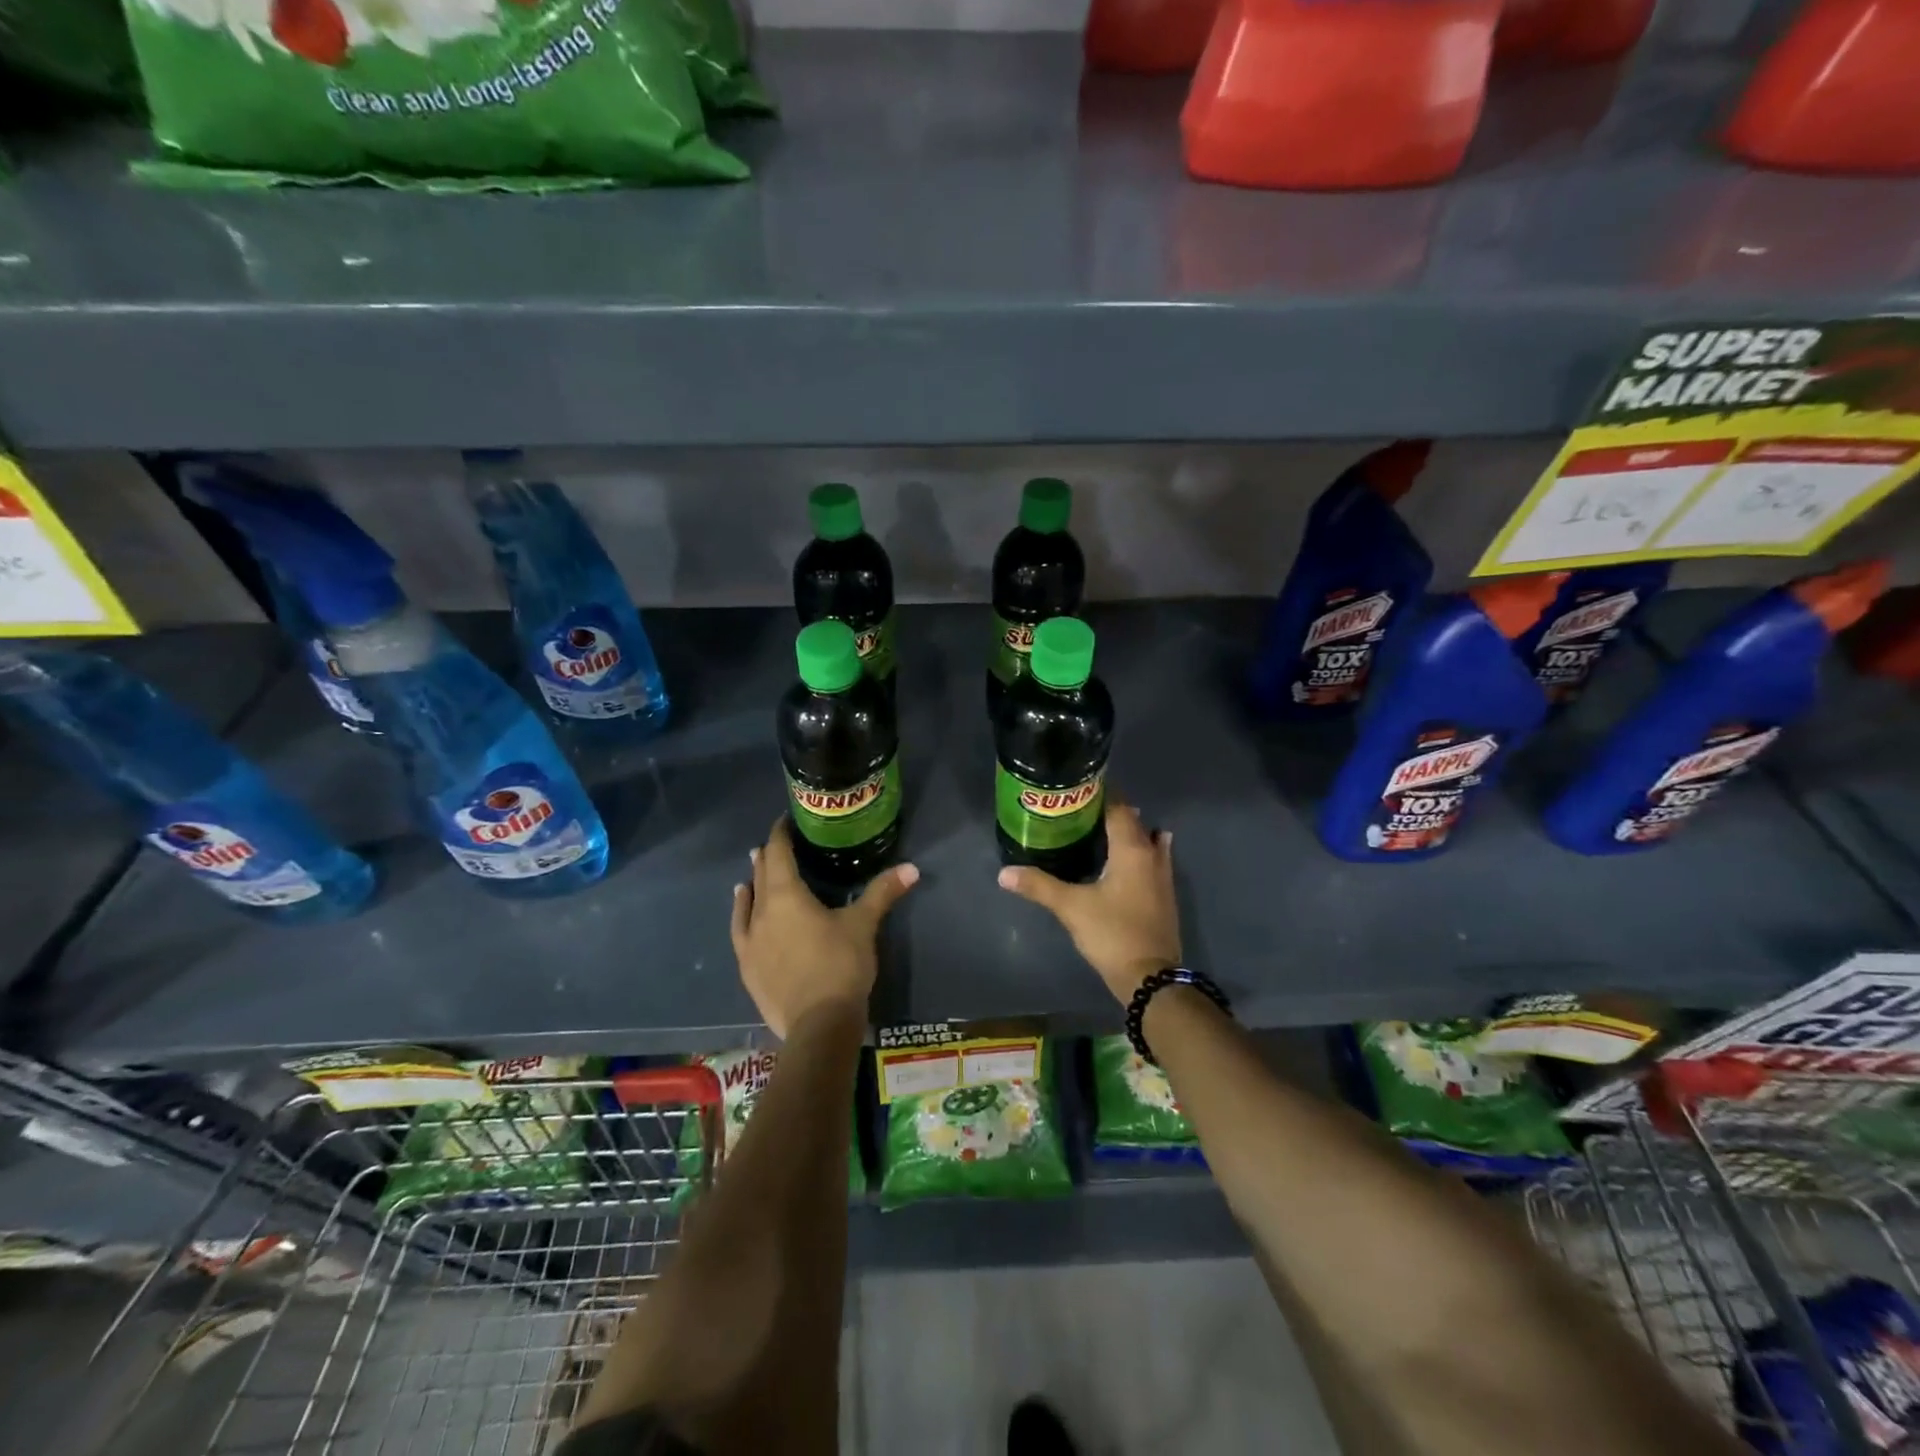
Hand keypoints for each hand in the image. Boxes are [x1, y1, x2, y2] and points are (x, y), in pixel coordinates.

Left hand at [729, 818, 918, 1039]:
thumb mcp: (864, 925)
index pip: (778, 854)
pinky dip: (742, 913)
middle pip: (762, 875)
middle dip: (769, 856)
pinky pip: (740, 929)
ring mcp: (750, 941)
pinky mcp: (748, 966)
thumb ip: (883, 892)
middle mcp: (762, 912)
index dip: (780, 834)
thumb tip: (911, 867)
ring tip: (753, 871)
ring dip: (753, 883)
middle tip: (776, 843)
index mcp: (787, 895)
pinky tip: (743, 910)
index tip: (785, 821)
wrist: (817, 1025)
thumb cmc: (841, 966)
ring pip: (747, 902)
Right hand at [996, 796, 1181, 1004]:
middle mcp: (1152, 856)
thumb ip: (1039, 886)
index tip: (1077, 791)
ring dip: (1128, 833)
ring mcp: (1163, 877)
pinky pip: (1153, 861)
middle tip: (1079, 812)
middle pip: (1134, 823)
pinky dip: (1139, 854)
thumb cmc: (1112, 933)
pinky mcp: (1164, 896)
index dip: (1100, 796)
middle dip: (1110, 813)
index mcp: (1132, 849)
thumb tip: (1004, 873)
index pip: (1119, 808)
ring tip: (1100, 831)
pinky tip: (1126, 861)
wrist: (1151, 977)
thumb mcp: (1071, 907)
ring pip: (1147, 842)